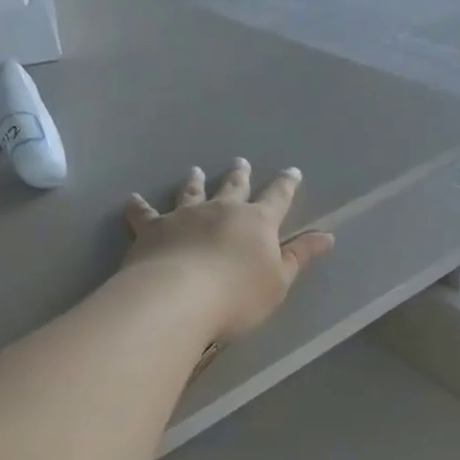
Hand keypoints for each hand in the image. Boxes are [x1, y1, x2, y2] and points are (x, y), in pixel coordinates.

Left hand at [123, 159, 334, 341]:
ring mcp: (184, 217)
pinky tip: (132, 199)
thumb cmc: (237, 296)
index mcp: (256, 223)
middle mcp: (221, 211)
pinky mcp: (152, 229)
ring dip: (195, 182)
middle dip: (239, 175)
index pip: (277, 198)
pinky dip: (138, 206)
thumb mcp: (279, 281)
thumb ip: (299, 257)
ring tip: (196, 171)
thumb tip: (327, 236)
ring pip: (191, 193)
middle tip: (240, 162)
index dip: (286, 185)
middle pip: (233, 188)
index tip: (292, 171)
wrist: (179, 298)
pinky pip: (143, 214)